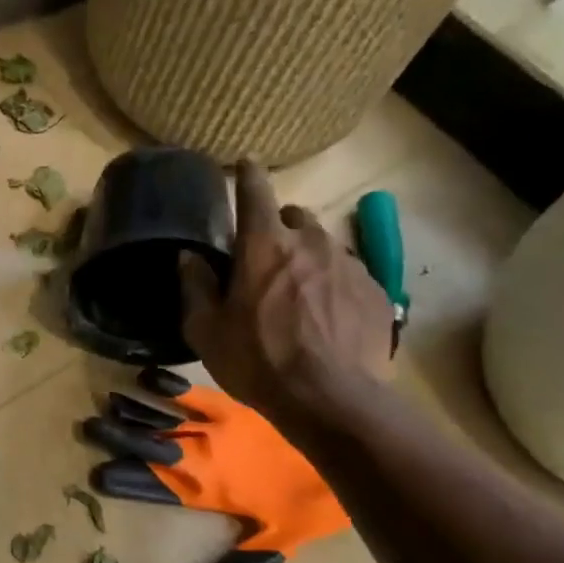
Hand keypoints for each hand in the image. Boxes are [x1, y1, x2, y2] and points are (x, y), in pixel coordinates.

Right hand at [179, 160, 393, 430]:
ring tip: (297, 292)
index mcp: (264, 245)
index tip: (246, 164)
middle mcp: (309, 242)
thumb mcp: (206, 330)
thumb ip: (195, 286)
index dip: (248, 175)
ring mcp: (348, 264)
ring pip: (323, 244)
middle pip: (294, 216)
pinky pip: (348, 273)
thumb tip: (188, 257)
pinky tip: (325, 315)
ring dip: (306, 256)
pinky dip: (332, 282)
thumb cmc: (257, 361)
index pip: (255, 192)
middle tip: (264, 257)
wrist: (330, 398)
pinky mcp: (374, 290)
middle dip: (278, 227)